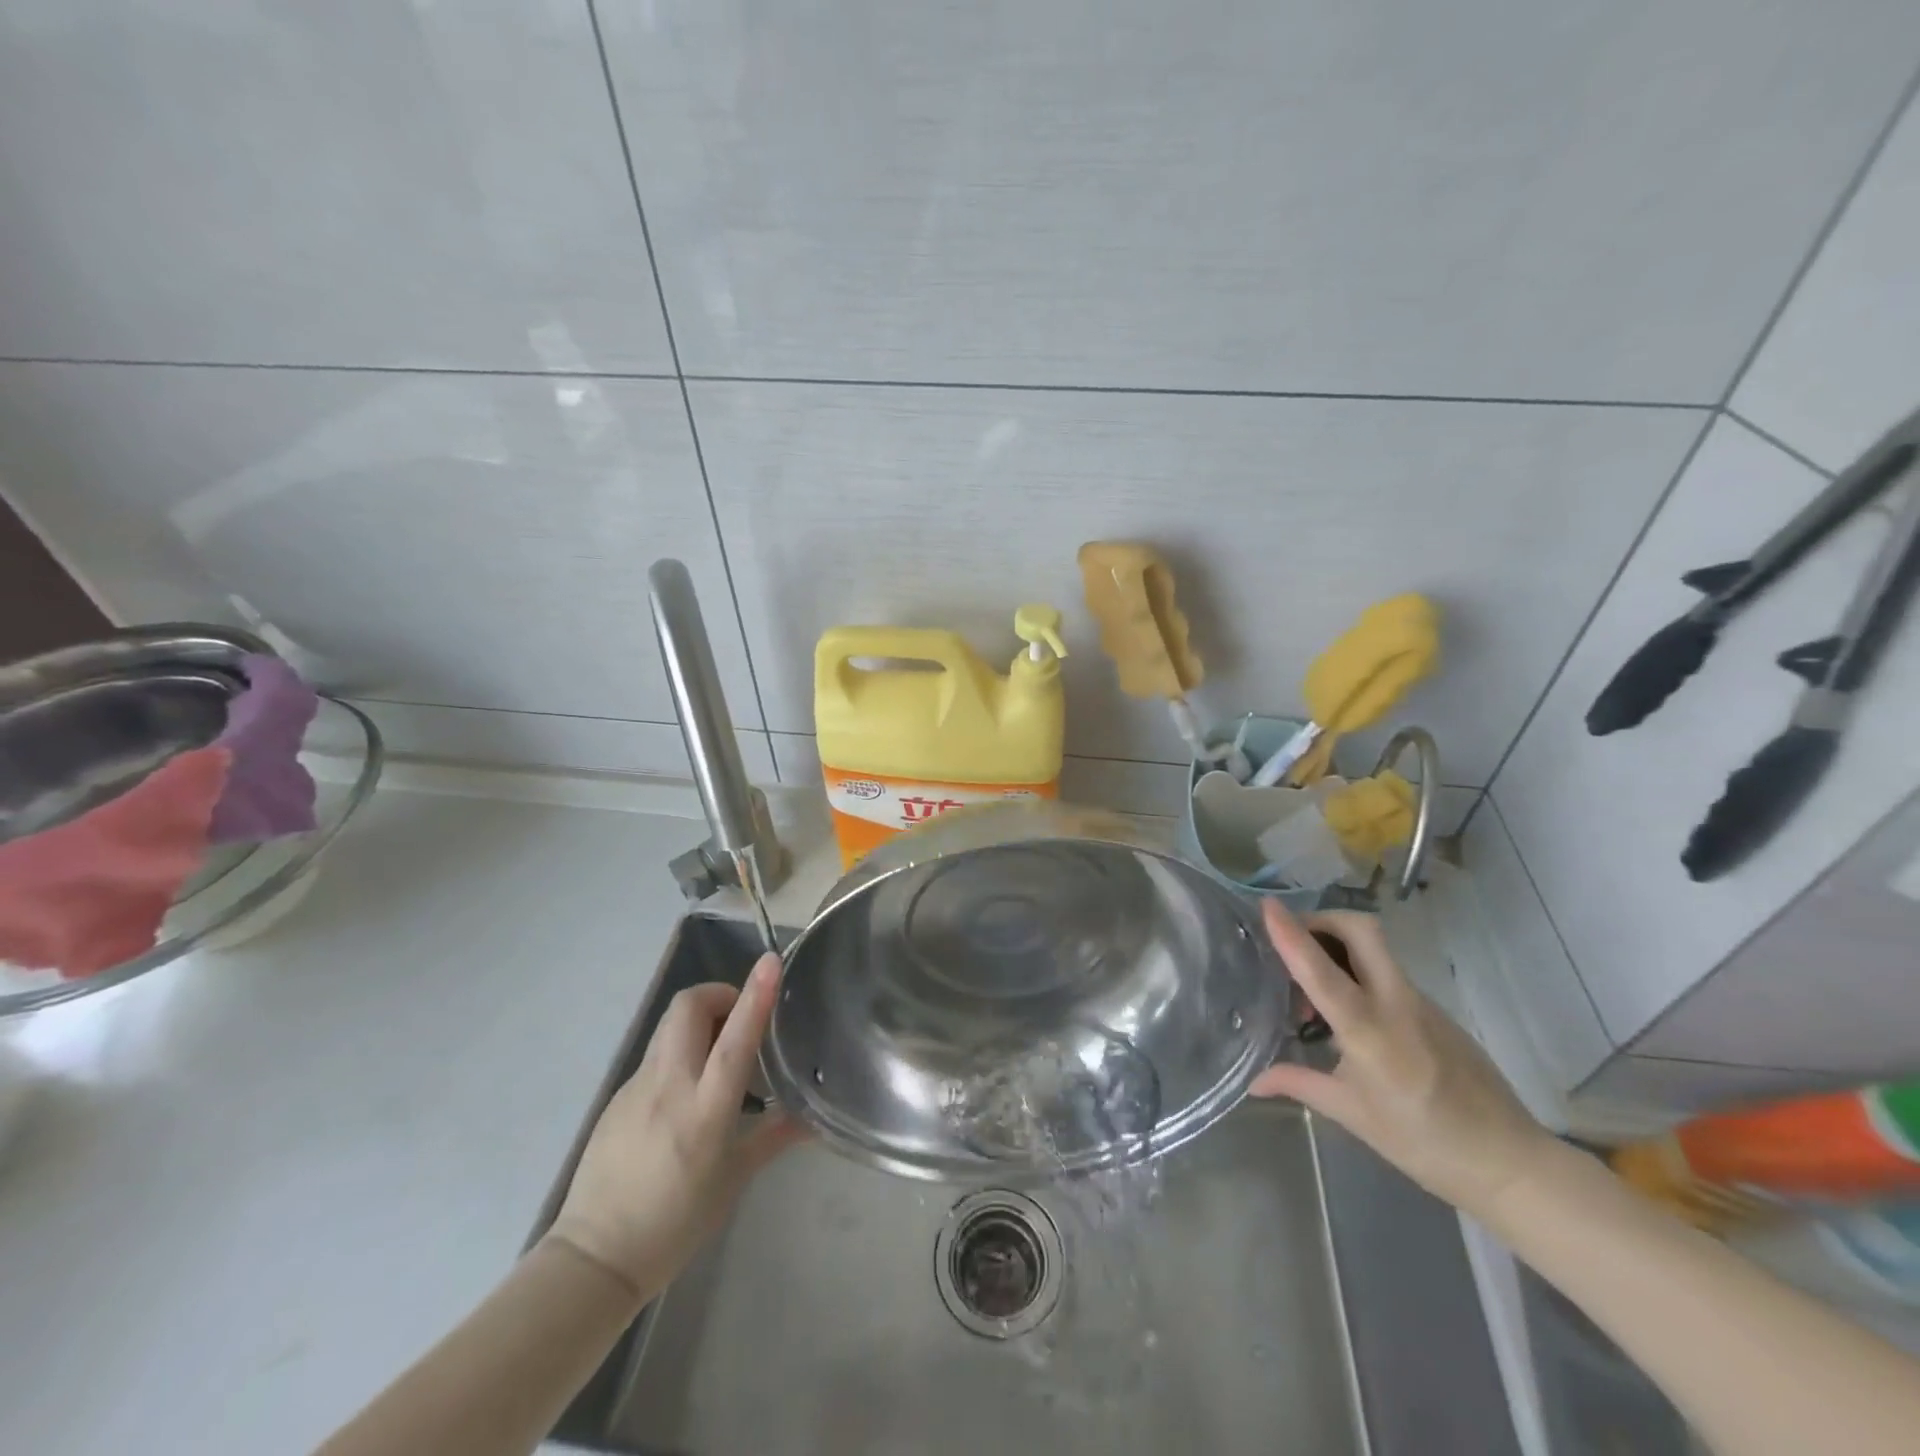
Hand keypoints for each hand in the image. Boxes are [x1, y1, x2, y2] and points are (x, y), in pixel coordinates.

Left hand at [546, 954, 804, 1298]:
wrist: (594, 1258)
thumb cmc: (675, 1224)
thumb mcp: (733, 1181)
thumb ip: (773, 1137)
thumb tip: (813, 1119)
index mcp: (704, 1109)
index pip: (735, 1038)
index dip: (755, 995)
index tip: (770, 961)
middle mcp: (669, 1085)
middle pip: (688, 1007)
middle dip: (719, 994)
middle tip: (741, 1019)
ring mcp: (636, 1087)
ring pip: (670, 1025)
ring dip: (700, 1021)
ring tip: (720, 1056)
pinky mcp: (618, 1096)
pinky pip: (656, 1055)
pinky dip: (680, 1053)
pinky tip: (688, 1094)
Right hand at [1250, 900, 1556, 1215]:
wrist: (1510, 1161)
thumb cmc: (1423, 1142)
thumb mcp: (1352, 1114)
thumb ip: (1299, 1084)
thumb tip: (1254, 1082)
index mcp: (1370, 1032)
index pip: (1322, 971)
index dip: (1291, 935)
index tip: (1268, 905)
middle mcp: (1396, 1003)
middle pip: (1361, 930)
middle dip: (1322, 919)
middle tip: (1293, 938)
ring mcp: (1421, 1001)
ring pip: (1375, 947)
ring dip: (1337, 945)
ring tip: (1311, 986)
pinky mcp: (1435, 1008)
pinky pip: (1388, 971)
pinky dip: (1357, 970)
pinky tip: (1346, 1011)